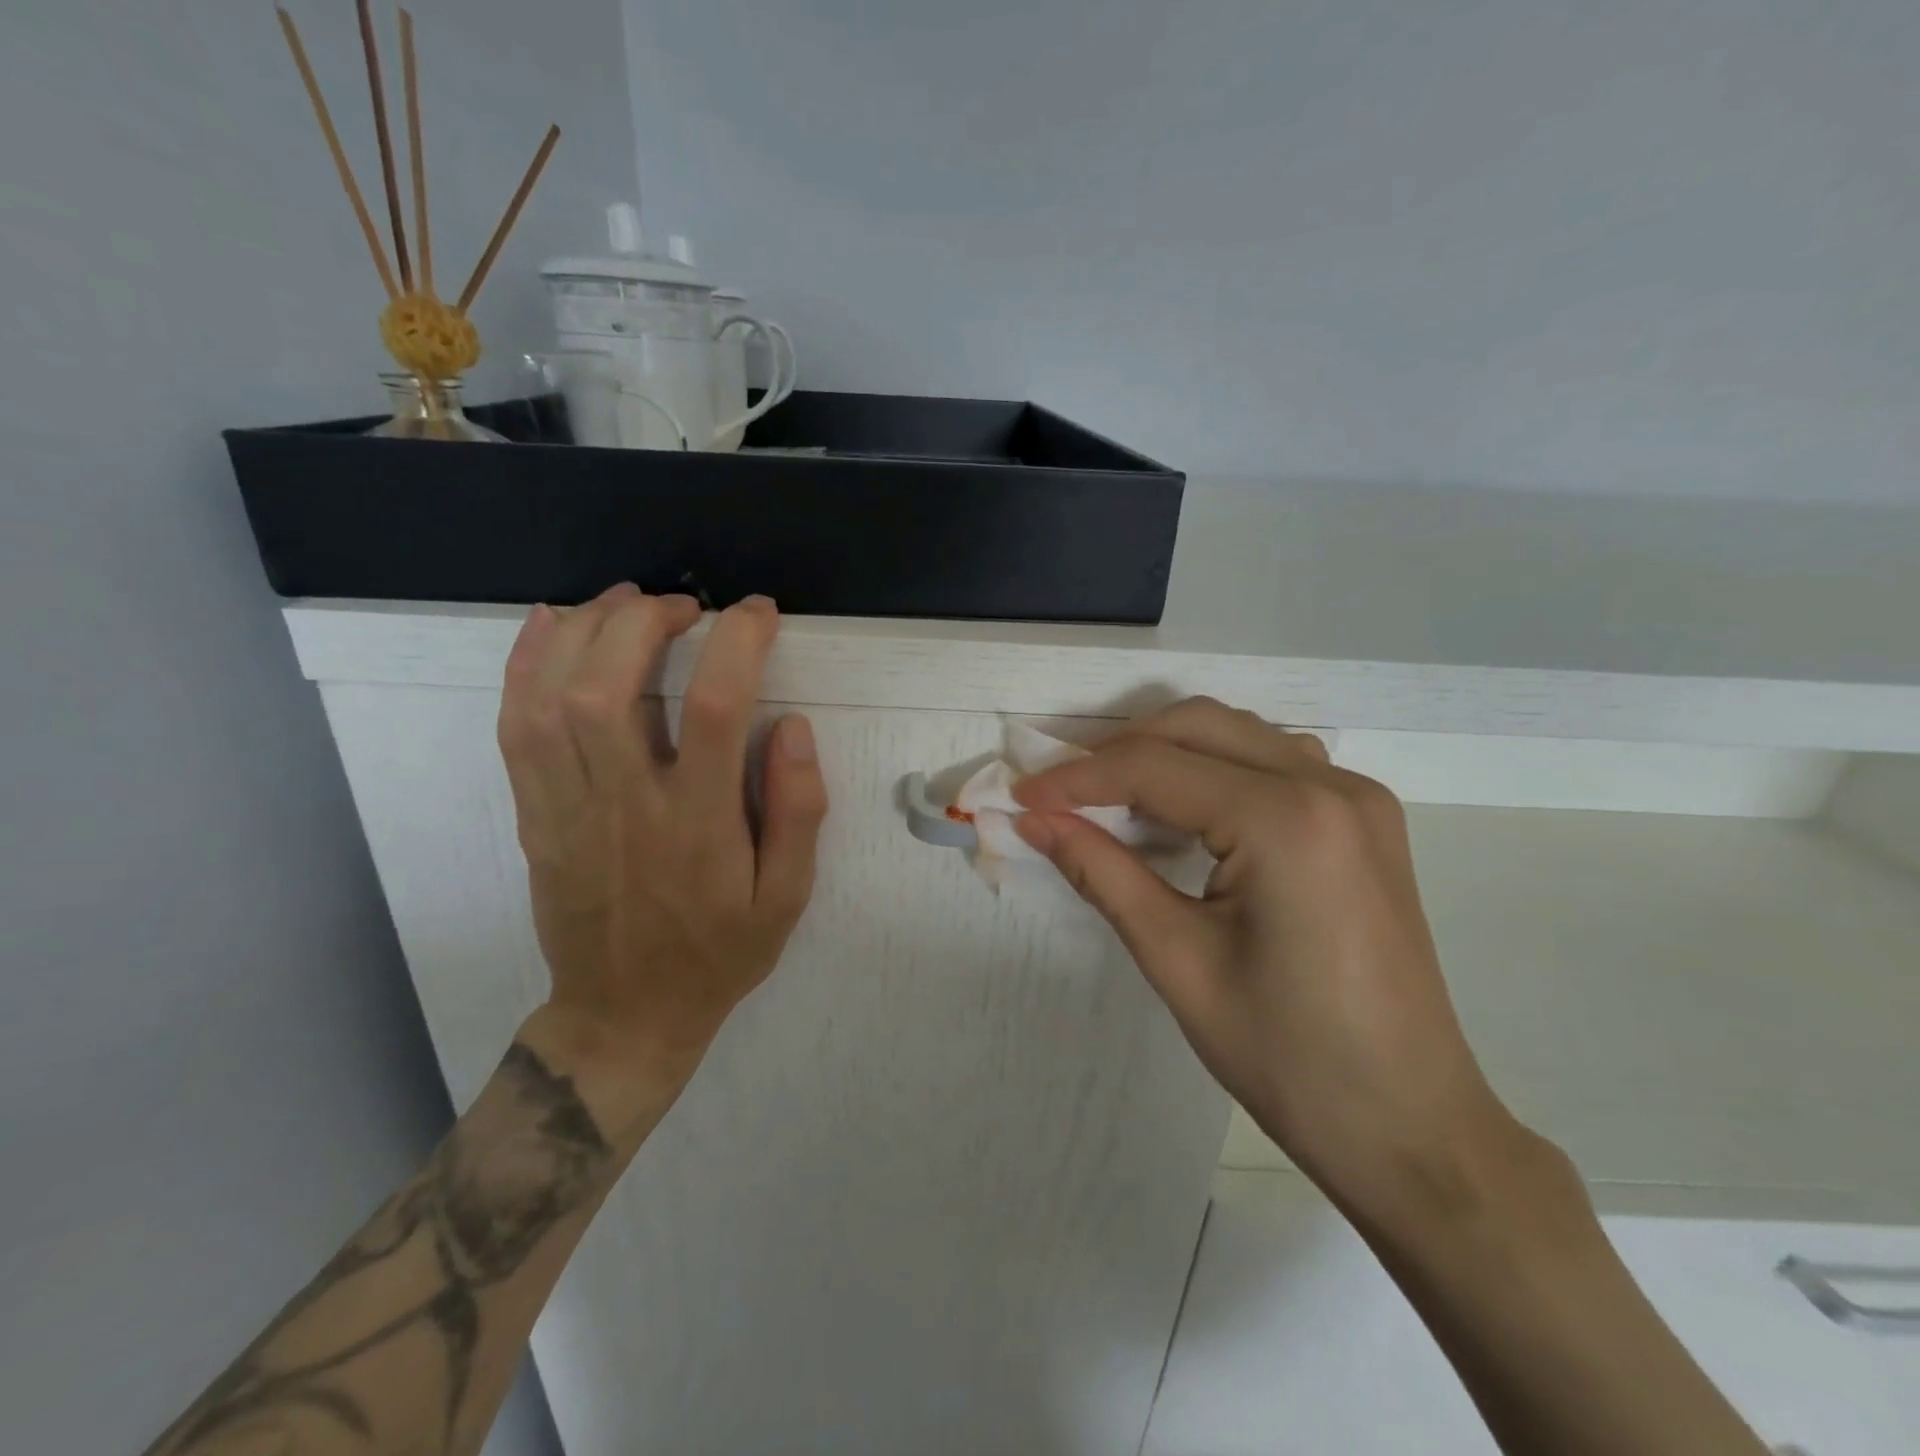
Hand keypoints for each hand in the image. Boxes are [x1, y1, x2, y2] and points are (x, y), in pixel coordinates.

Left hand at [495, 587, 827, 1134]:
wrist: (625, 1014)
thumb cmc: (719, 953)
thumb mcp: (787, 897)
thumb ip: (798, 811)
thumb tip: (794, 725)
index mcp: (699, 826)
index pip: (718, 710)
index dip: (738, 643)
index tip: (758, 613)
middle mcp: (626, 806)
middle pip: (612, 688)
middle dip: (646, 623)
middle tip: (685, 604)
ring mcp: (568, 809)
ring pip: (550, 700)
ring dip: (585, 631)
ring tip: (625, 600)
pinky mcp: (534, 815)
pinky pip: (513, 728)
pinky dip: (525, 665)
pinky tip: (550, 626)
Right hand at [1013, 697, 1527, 1218]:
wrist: (1408, 1126)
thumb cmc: (1286, 1057)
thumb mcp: (1176, 959)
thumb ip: (1101, 871)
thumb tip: (1034, 819)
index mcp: (1286, 821)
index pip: (1155, 769)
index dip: (1077, 778)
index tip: (1022, 795)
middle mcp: (1329, 786)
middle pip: (1198, 726)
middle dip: (1119, 751)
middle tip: (1061, 792)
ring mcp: (1358, 798)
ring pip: (1238, 734)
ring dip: (1168, 751)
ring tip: (1112, 795)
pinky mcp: (1367, 819)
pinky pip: (1275, 760)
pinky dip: (1216, 766)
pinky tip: (1188, 808)